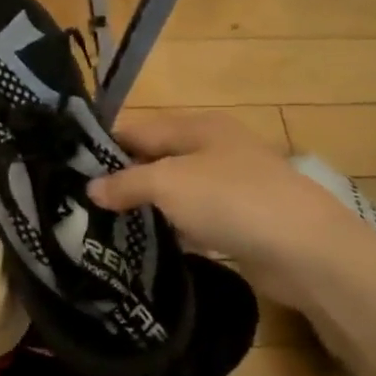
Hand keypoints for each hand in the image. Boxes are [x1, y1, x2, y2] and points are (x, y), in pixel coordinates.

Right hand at [87, 111, 375, 306]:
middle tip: (82, 204)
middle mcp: (213, 148)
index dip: (104, 148)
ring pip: (173, 191)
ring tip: (104, 226)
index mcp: (197, 127)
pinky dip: (172, 227)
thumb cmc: (231, 199)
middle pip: (155, 158)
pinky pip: (193, 218)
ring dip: (146, 206)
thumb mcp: (167, 183)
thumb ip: (125, 183)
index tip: (70, 172)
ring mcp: (229, 185)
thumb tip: (91, 189)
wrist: (306, 249)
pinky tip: (149, 243)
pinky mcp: (239, 219)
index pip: (137, 129)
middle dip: (121, 179)